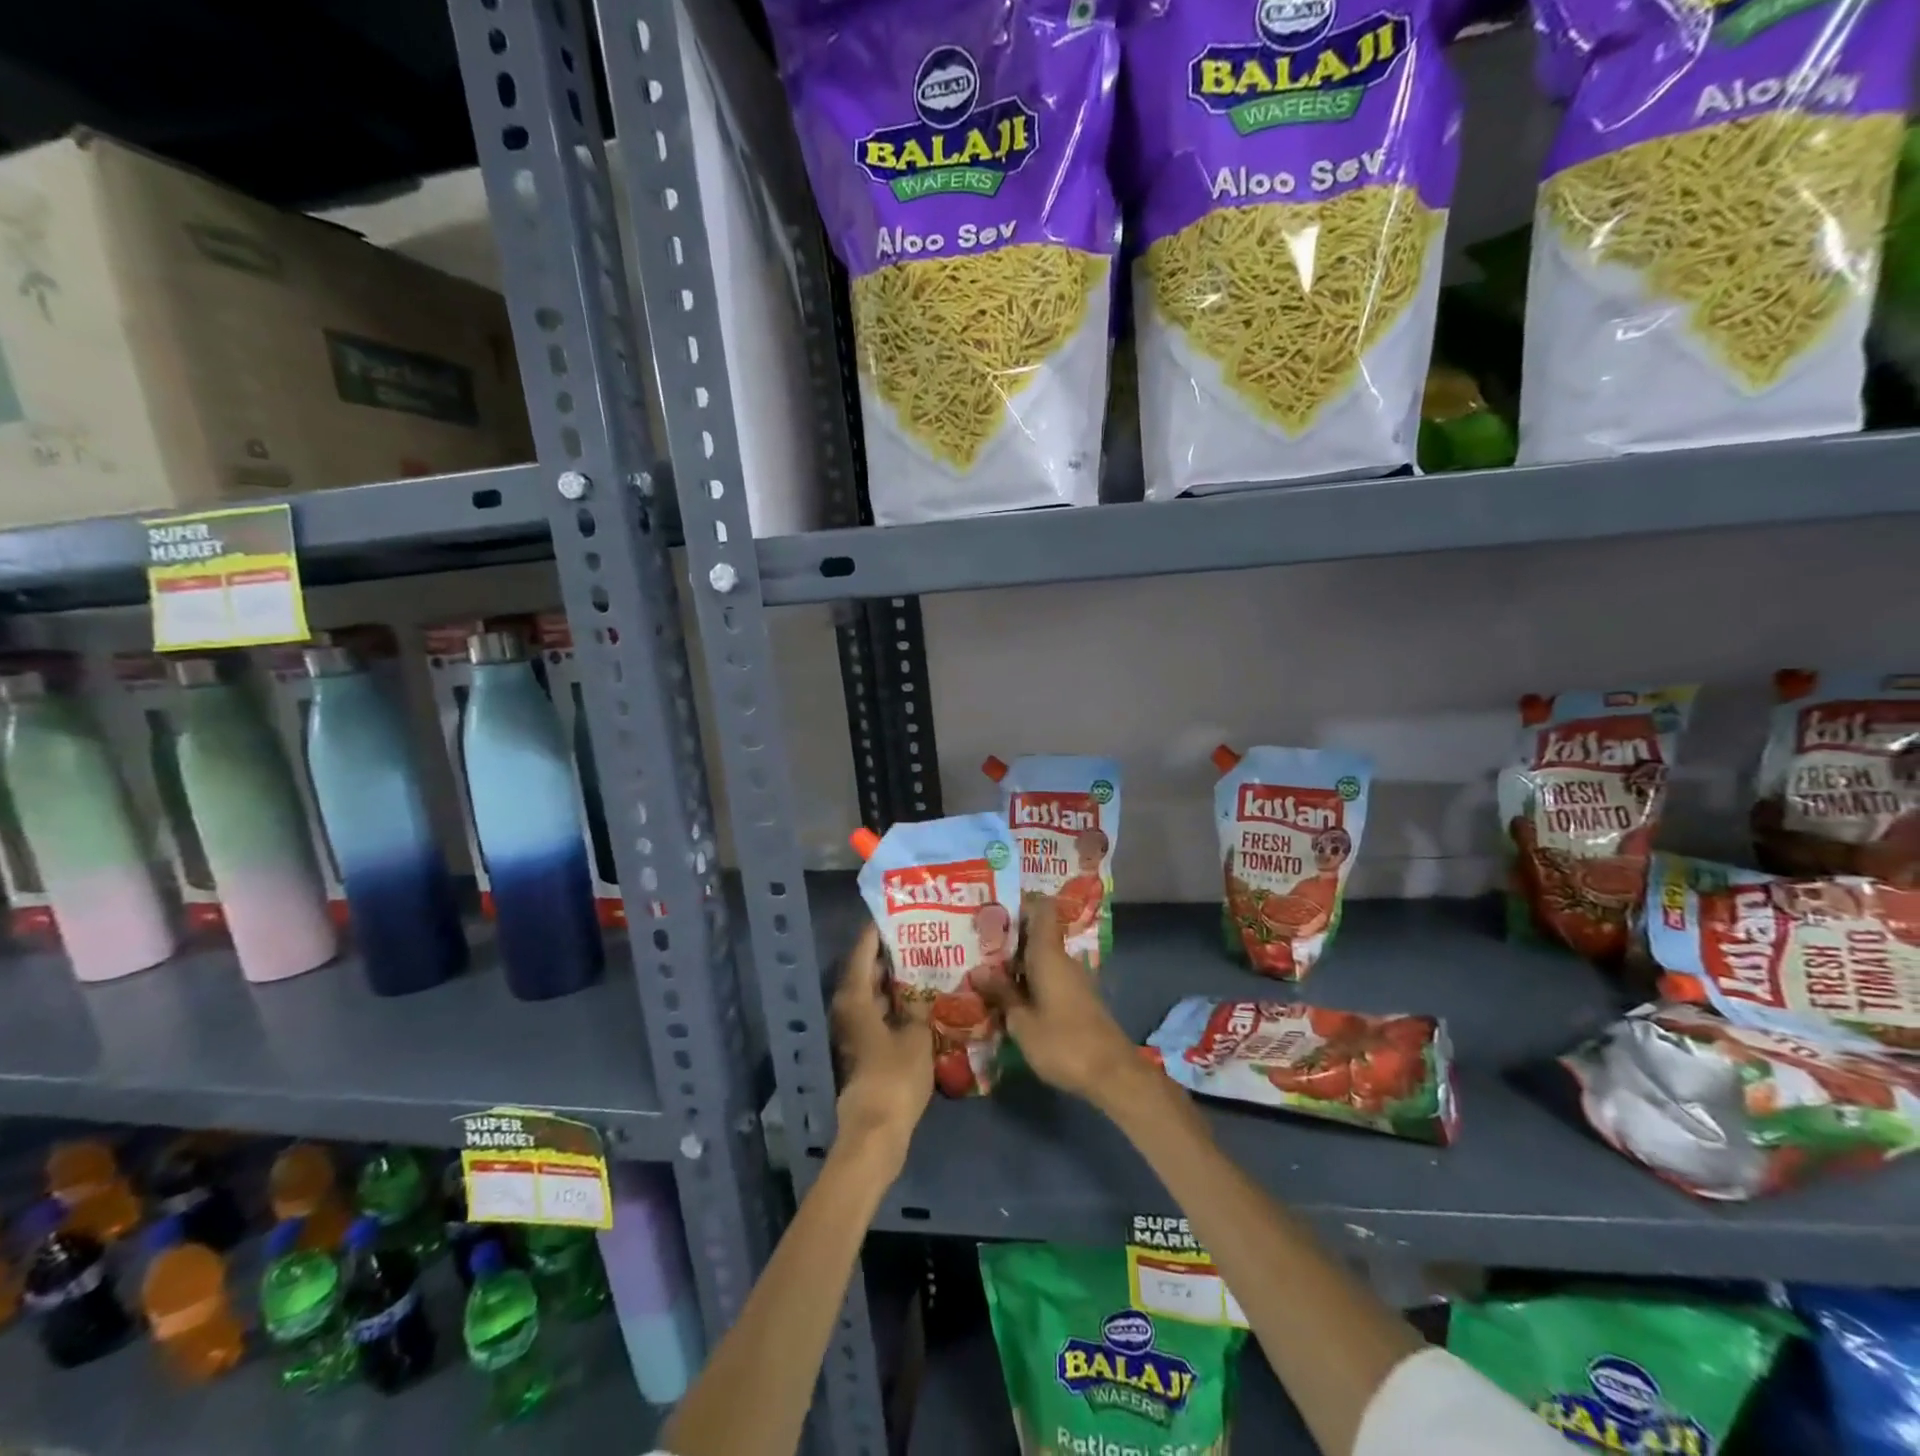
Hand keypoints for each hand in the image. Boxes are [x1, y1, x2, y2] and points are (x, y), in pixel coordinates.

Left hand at [831, 921, 932, 1159]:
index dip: (876, 932)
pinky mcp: (864, 1049)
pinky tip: (920, 1000)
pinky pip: (879, 1013)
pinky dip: (895, 1003)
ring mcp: (855, 1031)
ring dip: (894, 980)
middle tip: (919, 936)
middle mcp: (848, 1009)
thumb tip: (925, 990)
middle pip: (866, 972)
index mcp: (855, 998)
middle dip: (890, 955)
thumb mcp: (917, 1036)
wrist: (877, 1131)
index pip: (863, 952)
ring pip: (873, 994)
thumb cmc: (895, 1077)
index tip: (895, 914)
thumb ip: (920, 1007)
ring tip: (925, 962)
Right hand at [995, 895, 1141, 1106]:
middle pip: (1037, 934)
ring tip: (985, 971)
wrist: (1112, 1073)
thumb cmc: (1063, 1042)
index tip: (994, 907)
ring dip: (1017, 963)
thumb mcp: (1022, 1022)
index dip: (1020, 902)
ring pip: (1041, 958)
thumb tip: (979, 970)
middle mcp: (1063, 959)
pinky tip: (1010, 996)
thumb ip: (1001, 993)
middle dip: (1008, 938)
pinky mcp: (1078, 998)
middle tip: (976, 943)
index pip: (1041, 909)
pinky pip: (1049, 976)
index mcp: (1049, 954)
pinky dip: (1029, 980)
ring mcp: (1073, 979)